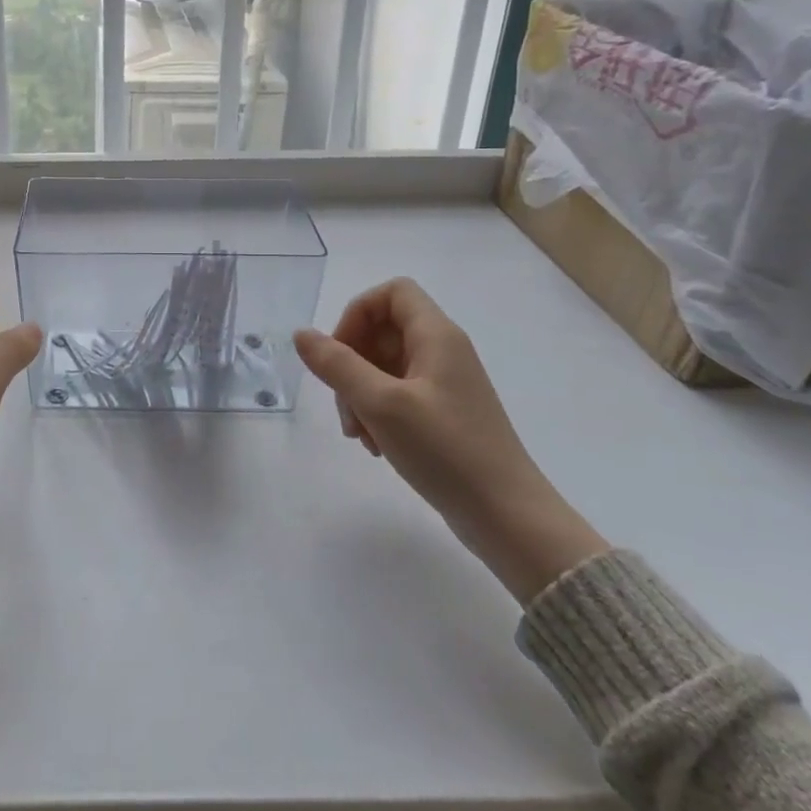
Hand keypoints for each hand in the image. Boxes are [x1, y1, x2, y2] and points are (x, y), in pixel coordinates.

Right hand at [294, 278, 607, 604]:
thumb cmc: (445, 450)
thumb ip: (337, 364)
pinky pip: (397, 396)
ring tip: (359, 435)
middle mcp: (443, 352)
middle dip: (351, 362)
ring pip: (384, 367)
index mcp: (436, 336)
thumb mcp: (380, 404)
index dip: (358, 312)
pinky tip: (376, 446)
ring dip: (359, 394)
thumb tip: (302, 334)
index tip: (340, 352)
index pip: (392, 292)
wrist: (508, 517)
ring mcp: (444, 384)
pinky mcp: (443, 415)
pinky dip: (378, 413)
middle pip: (382, 331)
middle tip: (344, 403)